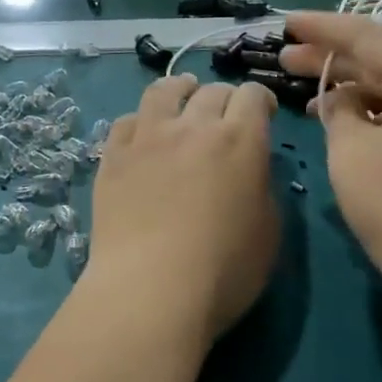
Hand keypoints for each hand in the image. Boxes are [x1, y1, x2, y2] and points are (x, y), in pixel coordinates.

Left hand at [83, 75, 280, 347]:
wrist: (150, 290)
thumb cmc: (223, 270)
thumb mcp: (269, 232)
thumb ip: (263, 188)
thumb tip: (251, 171)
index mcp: (240, 140)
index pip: (254, 95)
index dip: (263, 100)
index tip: (265, 116)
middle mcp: (193, 126)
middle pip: (212, 91)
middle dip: (226, 99)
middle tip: (226, 118)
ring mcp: (147, 138)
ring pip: (163, 91)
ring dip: (180, 90)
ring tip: (183, 97)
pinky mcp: (113, 157)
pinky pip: (126, 121)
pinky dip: (141, 121)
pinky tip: (143, 133)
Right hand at [280, 12, 381, 334]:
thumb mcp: (351, 155)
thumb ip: (338, 113)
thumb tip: (343, 101)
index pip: (362, 34)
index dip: (318, 28)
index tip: (283, 23)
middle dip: (334, 58)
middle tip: (286, 60)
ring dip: (358, 88)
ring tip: (313, 97)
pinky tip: (356, 124)